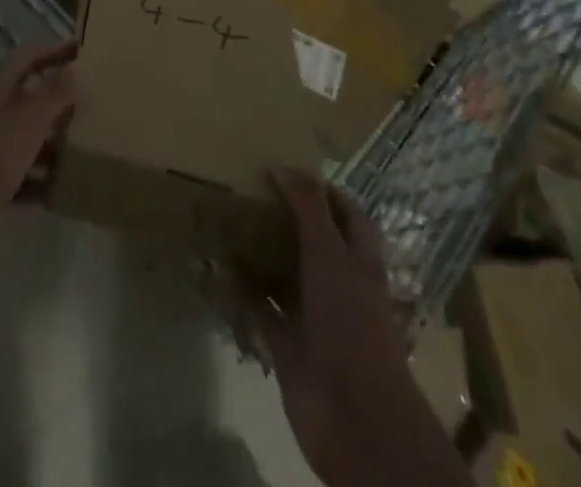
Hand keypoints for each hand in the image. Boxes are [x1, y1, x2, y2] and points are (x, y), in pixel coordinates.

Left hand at [0, 39, 76, 293]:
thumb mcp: (24, 124)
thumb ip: (52, 95)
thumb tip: (77, 66)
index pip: (29, 59)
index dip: (55, 50)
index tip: (86, 48)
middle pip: (30, 99)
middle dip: (62, 100)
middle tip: (99, 102)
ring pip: (29, 141)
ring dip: (56, 144)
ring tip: (92, 148)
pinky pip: (23, 180)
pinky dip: (43, 183)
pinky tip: (66, 193)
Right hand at [257, 170, 466, 486]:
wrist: (353, 416)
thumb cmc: (351, 321)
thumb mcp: (330, 252)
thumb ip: (308, 207)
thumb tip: (281, 165)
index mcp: (360, 260)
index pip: (348, 215)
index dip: (325, 192)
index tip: (290, 170)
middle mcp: (339, 284)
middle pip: (314, 242)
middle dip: (287, 219)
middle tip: (252, 188)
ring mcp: (314, 316)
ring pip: (285, 274)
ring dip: (262, 252)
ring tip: (231, 218)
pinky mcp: (288, 344)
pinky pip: (262, 309)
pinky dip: (243, 290)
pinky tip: (220, 265)